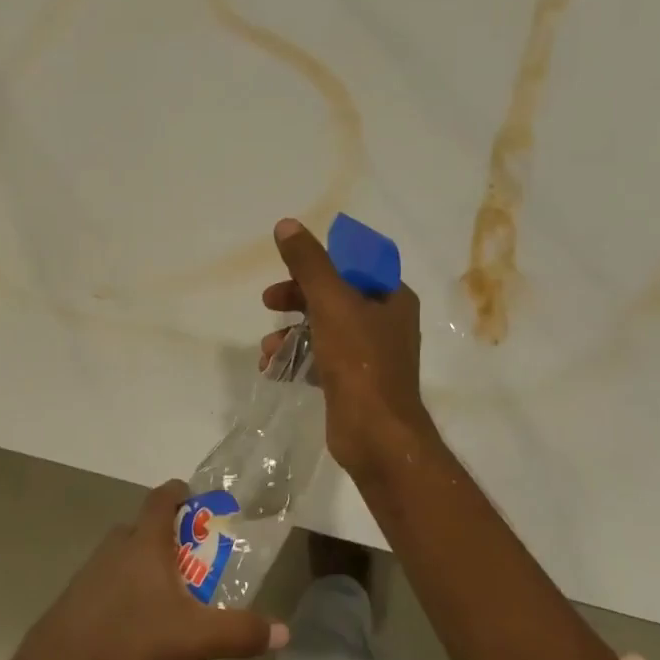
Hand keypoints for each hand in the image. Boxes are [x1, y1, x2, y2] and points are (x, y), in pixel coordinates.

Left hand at [9, 480, 288, 659]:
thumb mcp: (192, 638)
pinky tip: (137, 621)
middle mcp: (118, 545)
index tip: (196, 497)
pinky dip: (127, 587)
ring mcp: (92, 569)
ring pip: (126, 553)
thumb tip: (283, 631)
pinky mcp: (77, 596)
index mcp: (145, 542)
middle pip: (145, 525)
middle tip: (195, 558)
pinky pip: (109, 578)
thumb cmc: (128, 638)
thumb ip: (238, 632)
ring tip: (170, 592)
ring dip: (148, 563)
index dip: (180, 492)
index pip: (163, 497)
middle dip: (170, 536)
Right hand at [261, 217, 433, 476]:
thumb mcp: (331, 302)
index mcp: (392, 297)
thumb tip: (286, 224)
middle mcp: (386, 322)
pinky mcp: (355, 382)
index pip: (353, 265)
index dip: (318, 264)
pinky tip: (273, 369)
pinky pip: (322, 358)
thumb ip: (308, 263)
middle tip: (268, 302)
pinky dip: (298, 359)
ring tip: (267, 350)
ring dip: (291, 333)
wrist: (376, 434)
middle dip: (297, 299)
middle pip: (335, 296)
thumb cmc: (359, 361)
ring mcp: (372, 355)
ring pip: (324, 329)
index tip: (287, 271)